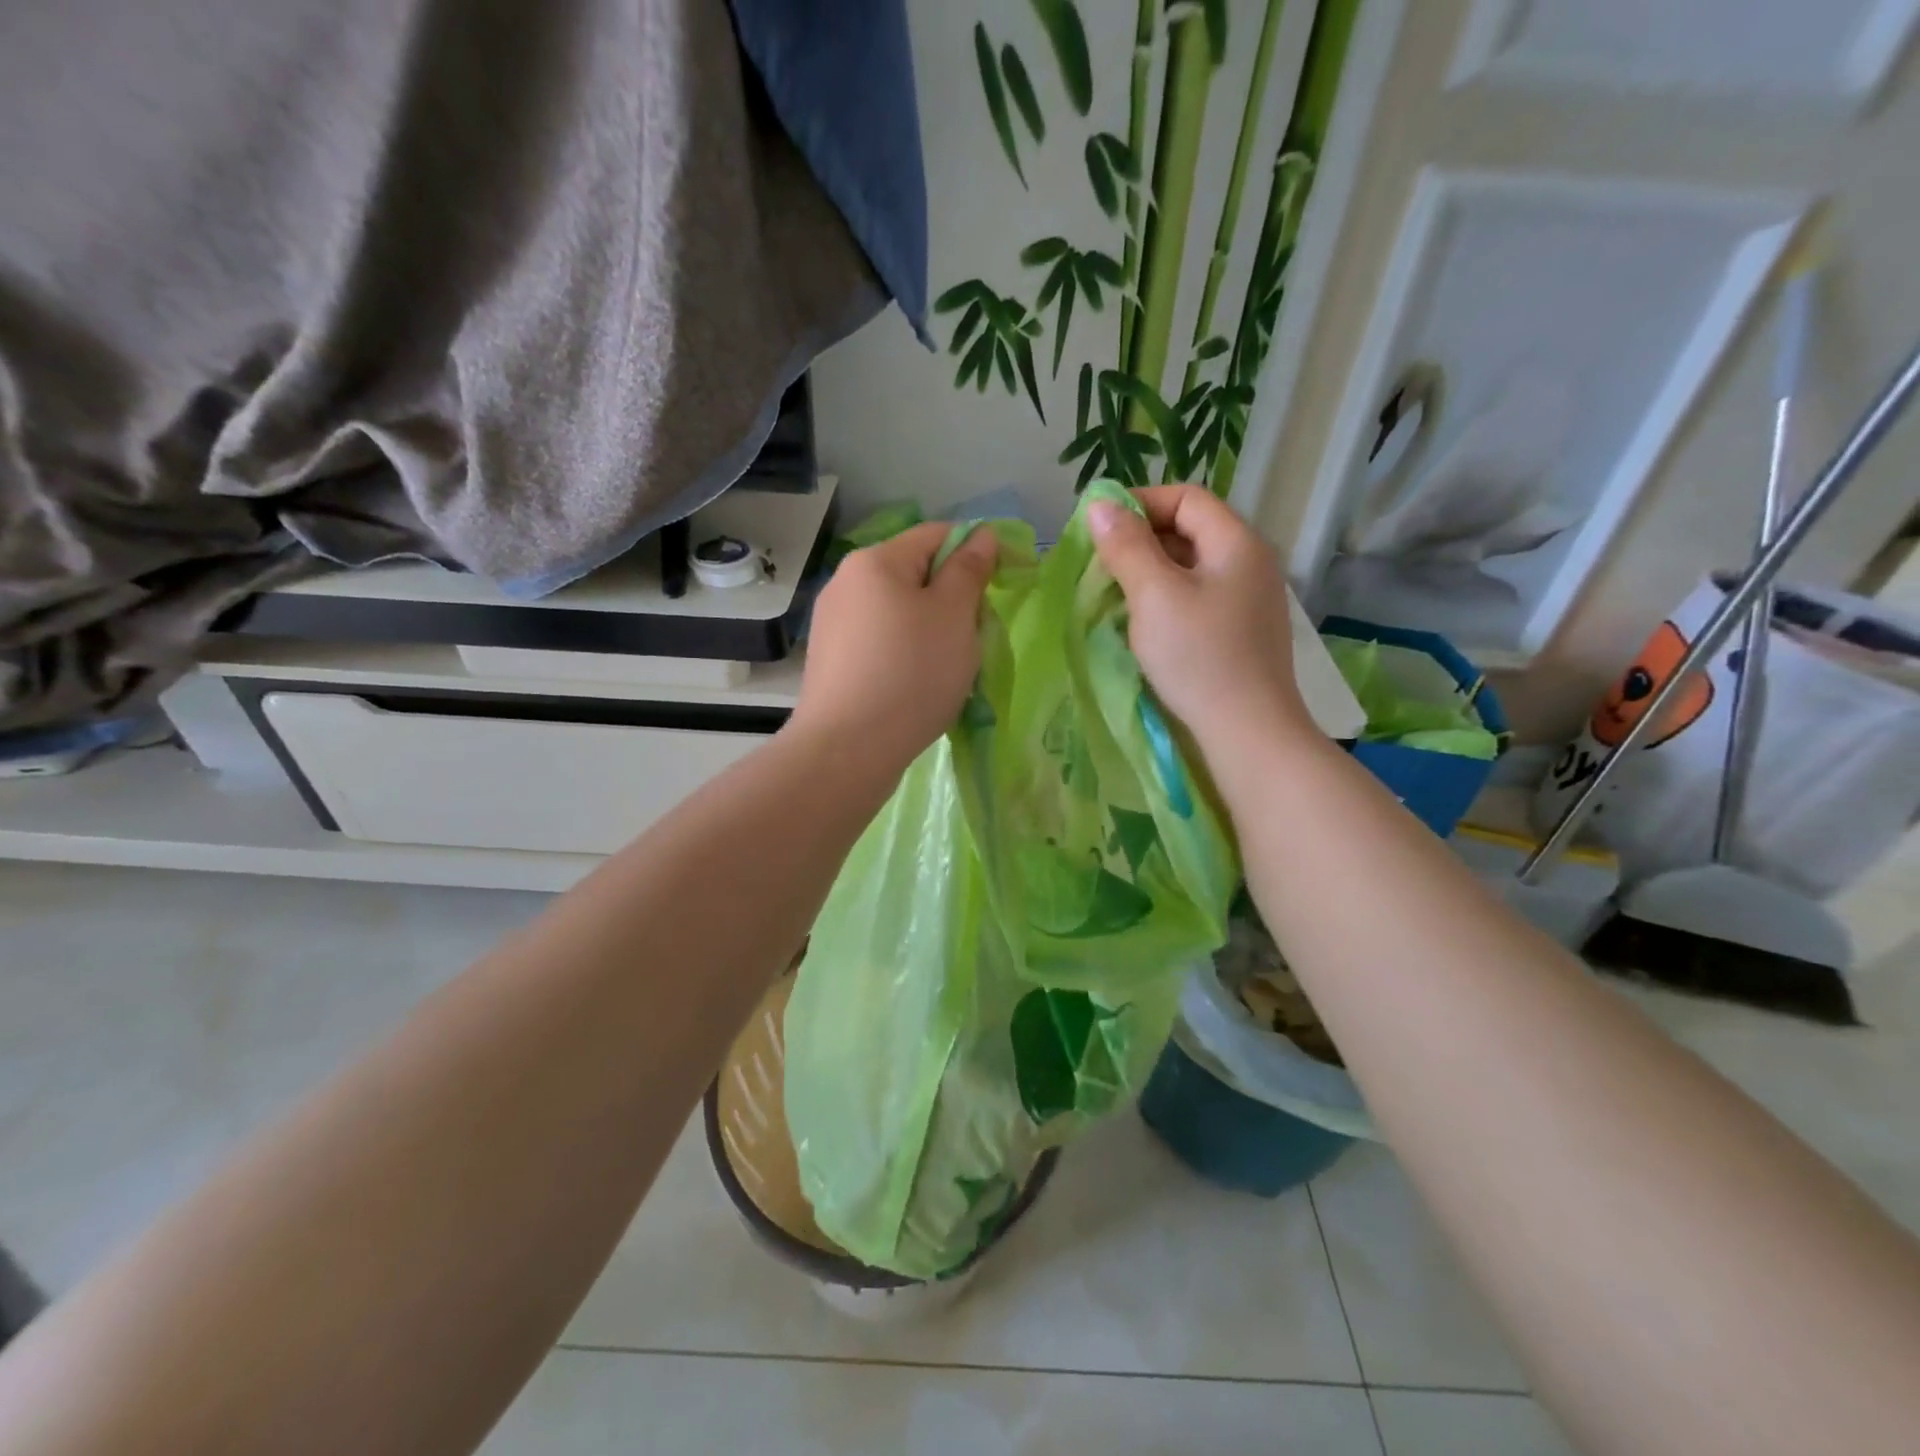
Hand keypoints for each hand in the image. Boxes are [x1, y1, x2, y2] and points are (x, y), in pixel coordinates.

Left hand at [791, 522, 998, 768]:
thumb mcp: (954, 616)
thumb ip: (970, 570)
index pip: (938, 535)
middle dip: (954, 600)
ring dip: (932, 632)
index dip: (978, 552)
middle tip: (976, 639)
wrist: (848, 750)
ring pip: (900, 614)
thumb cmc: (911, 674)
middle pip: (917, 575)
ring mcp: (833, 624)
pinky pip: (881, 644)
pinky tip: (916, 688)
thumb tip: (981, 534)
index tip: (1007, 583)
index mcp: (875, 561)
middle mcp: (846, 583)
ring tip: (948, 671)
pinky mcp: (831, 662)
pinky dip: (906, 656)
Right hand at [1088, 485, 1314, 752]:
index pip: (1186, 498)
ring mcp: (1249, 601)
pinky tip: (1142, 625)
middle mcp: (1250, 563)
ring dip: (1149, 573)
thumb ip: (1126, 546)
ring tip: (1113, 595)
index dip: (1140, 503)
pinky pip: (1197, 600)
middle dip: (1140, 541)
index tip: (1098, 528)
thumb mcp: (1154, 595)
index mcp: (1237, 542)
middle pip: (1190, 530)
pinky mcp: (1240, 633)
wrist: (1247, 732)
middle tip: (1099, 565)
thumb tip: (1099, 505)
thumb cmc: (1198, 657)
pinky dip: (1165, 601)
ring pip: (1191, 569)